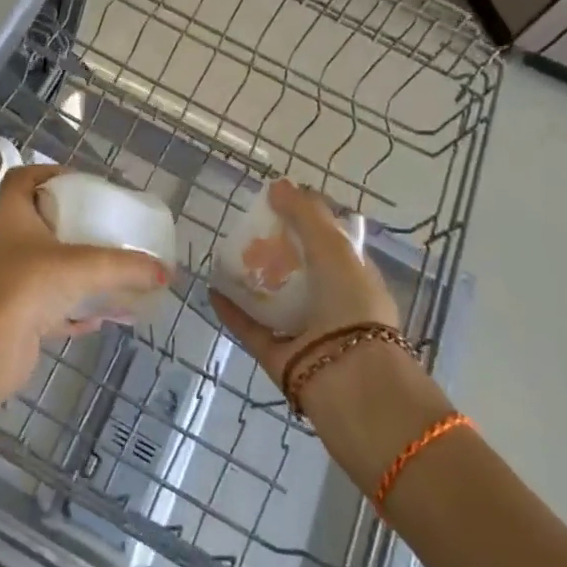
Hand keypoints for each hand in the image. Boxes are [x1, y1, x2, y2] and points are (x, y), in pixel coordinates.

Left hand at [0, 165, 168, 389]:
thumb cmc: (29, 286)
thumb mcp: (84, 267)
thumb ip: (126, 267)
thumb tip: (166, 272)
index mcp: (9, 215)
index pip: (21, 178)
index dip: (47, 173)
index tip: (79, 184)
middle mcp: (2, 243)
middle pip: (35, 222)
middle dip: (68, 224)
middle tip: (99, 226)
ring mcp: (5, 280)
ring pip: (43, 267)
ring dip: (74, 271)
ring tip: (107, 273)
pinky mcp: (12, 315)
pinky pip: (47, 305)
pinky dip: (72, 310)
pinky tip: (99, 318)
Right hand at [210, 179, 401, 384]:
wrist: (350, 382)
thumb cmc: (351, 306)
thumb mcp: (335, 249)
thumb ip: (307, 215)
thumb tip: (277, 184)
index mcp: (354, 279)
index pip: (332, 244)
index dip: (308, 222)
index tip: (280, 205)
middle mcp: (331, 305)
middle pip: (300, 270)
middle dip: (276, 249)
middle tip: (248, 228)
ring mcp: (304, 332)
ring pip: (273, 299)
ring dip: (252, 279)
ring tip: (226, 255)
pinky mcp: (277, 354)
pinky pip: (250, 326)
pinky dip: (231, 309)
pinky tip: (212, 288)